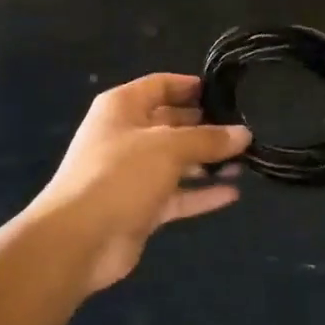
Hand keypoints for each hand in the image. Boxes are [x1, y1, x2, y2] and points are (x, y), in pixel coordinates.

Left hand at [29, 74, 247, 292]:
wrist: (79, 239)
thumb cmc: (120, 174)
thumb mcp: (167, 148)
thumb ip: (207, 139)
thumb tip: (244, 133)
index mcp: (122, 107)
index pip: (160, 85)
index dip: (190, 86)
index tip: (225, 92)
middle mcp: (126, 135)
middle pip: (171, 123)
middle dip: (205, 126)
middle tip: (245, 128)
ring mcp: (132, 173)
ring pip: (176, 161)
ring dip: (207, 161)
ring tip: (246, 161)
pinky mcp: (141, 207)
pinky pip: (177, 194)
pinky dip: (201, 193)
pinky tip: (233, 193)